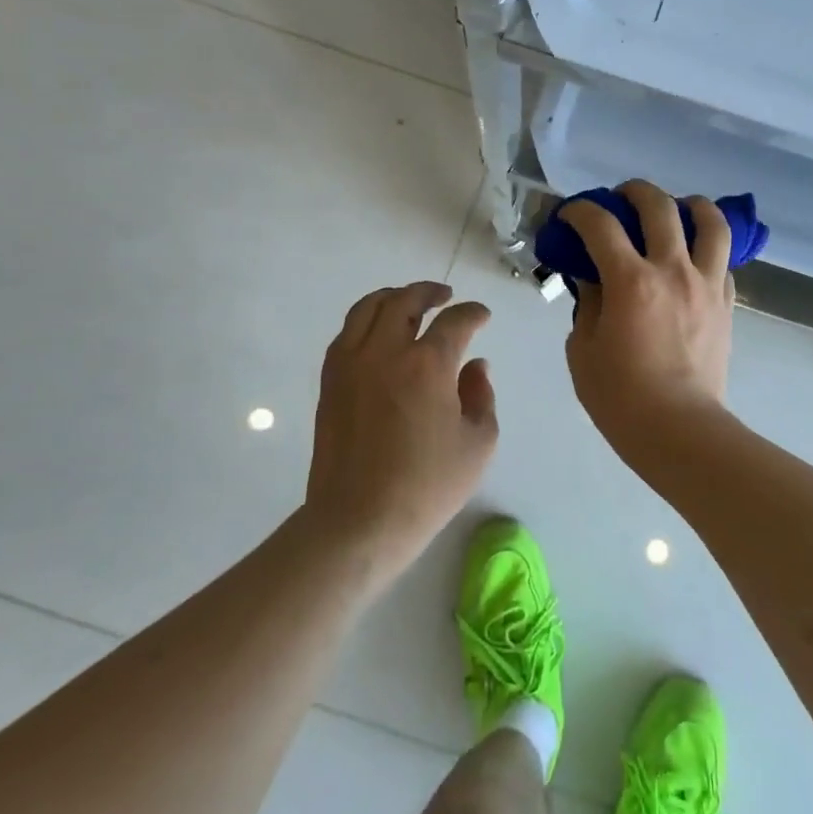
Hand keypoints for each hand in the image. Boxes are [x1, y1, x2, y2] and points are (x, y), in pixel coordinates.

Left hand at [305, 281, 497, 586]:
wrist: (359, 521)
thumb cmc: (427, 486)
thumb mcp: (478, 444)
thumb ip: (481, 396)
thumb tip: (475, 366)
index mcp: (428, 365)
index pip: (455, 321)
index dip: (473, 313)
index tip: (482, 317)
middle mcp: (386, 352)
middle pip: (405, 300)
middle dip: (430, 292)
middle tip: (446, 297)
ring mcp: (351, 364)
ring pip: (368, 308)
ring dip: (394, 298)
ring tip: (409, 303)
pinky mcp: (330, 381)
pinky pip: (347, 333)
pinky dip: (366, 321)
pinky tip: (379, 333)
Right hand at [562, 180, 734, 452]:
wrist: (679, 430)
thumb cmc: (620, 397)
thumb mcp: (583, 349)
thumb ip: (588, 303)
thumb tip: (592, 277)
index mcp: (631, 281)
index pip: (601, 224)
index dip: (580, 211)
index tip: (571, 216)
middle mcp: (673, 270)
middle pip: (659, 206)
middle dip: (634, 192)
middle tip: (620, 200)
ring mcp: (706, 284)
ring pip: (711, 222)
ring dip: (690, 205)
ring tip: (677, 210)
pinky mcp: (726, 303)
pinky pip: (723, 260)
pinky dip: (707, 249)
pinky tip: (693, 259)